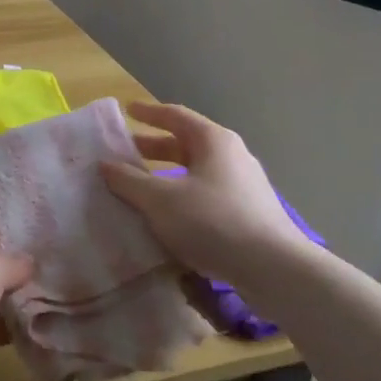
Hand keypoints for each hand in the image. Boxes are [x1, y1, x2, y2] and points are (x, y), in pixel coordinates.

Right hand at [101, 101, 307, 289]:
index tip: (127, 110)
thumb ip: (129, 181)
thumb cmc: (213, 221)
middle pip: (187, 144)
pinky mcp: (250, 214)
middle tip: (126, 152)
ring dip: (168, 175)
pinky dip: (184, 197)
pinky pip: (207, 195)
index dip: (148, 113)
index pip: (175, 116)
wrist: (275, 270)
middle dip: (155, 147)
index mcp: (212, 141)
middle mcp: (231, 156)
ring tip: (142, 187)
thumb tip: (105, 164)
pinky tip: (170, 217)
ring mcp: (244, 185)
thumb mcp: (160, 200)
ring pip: (197, 172)